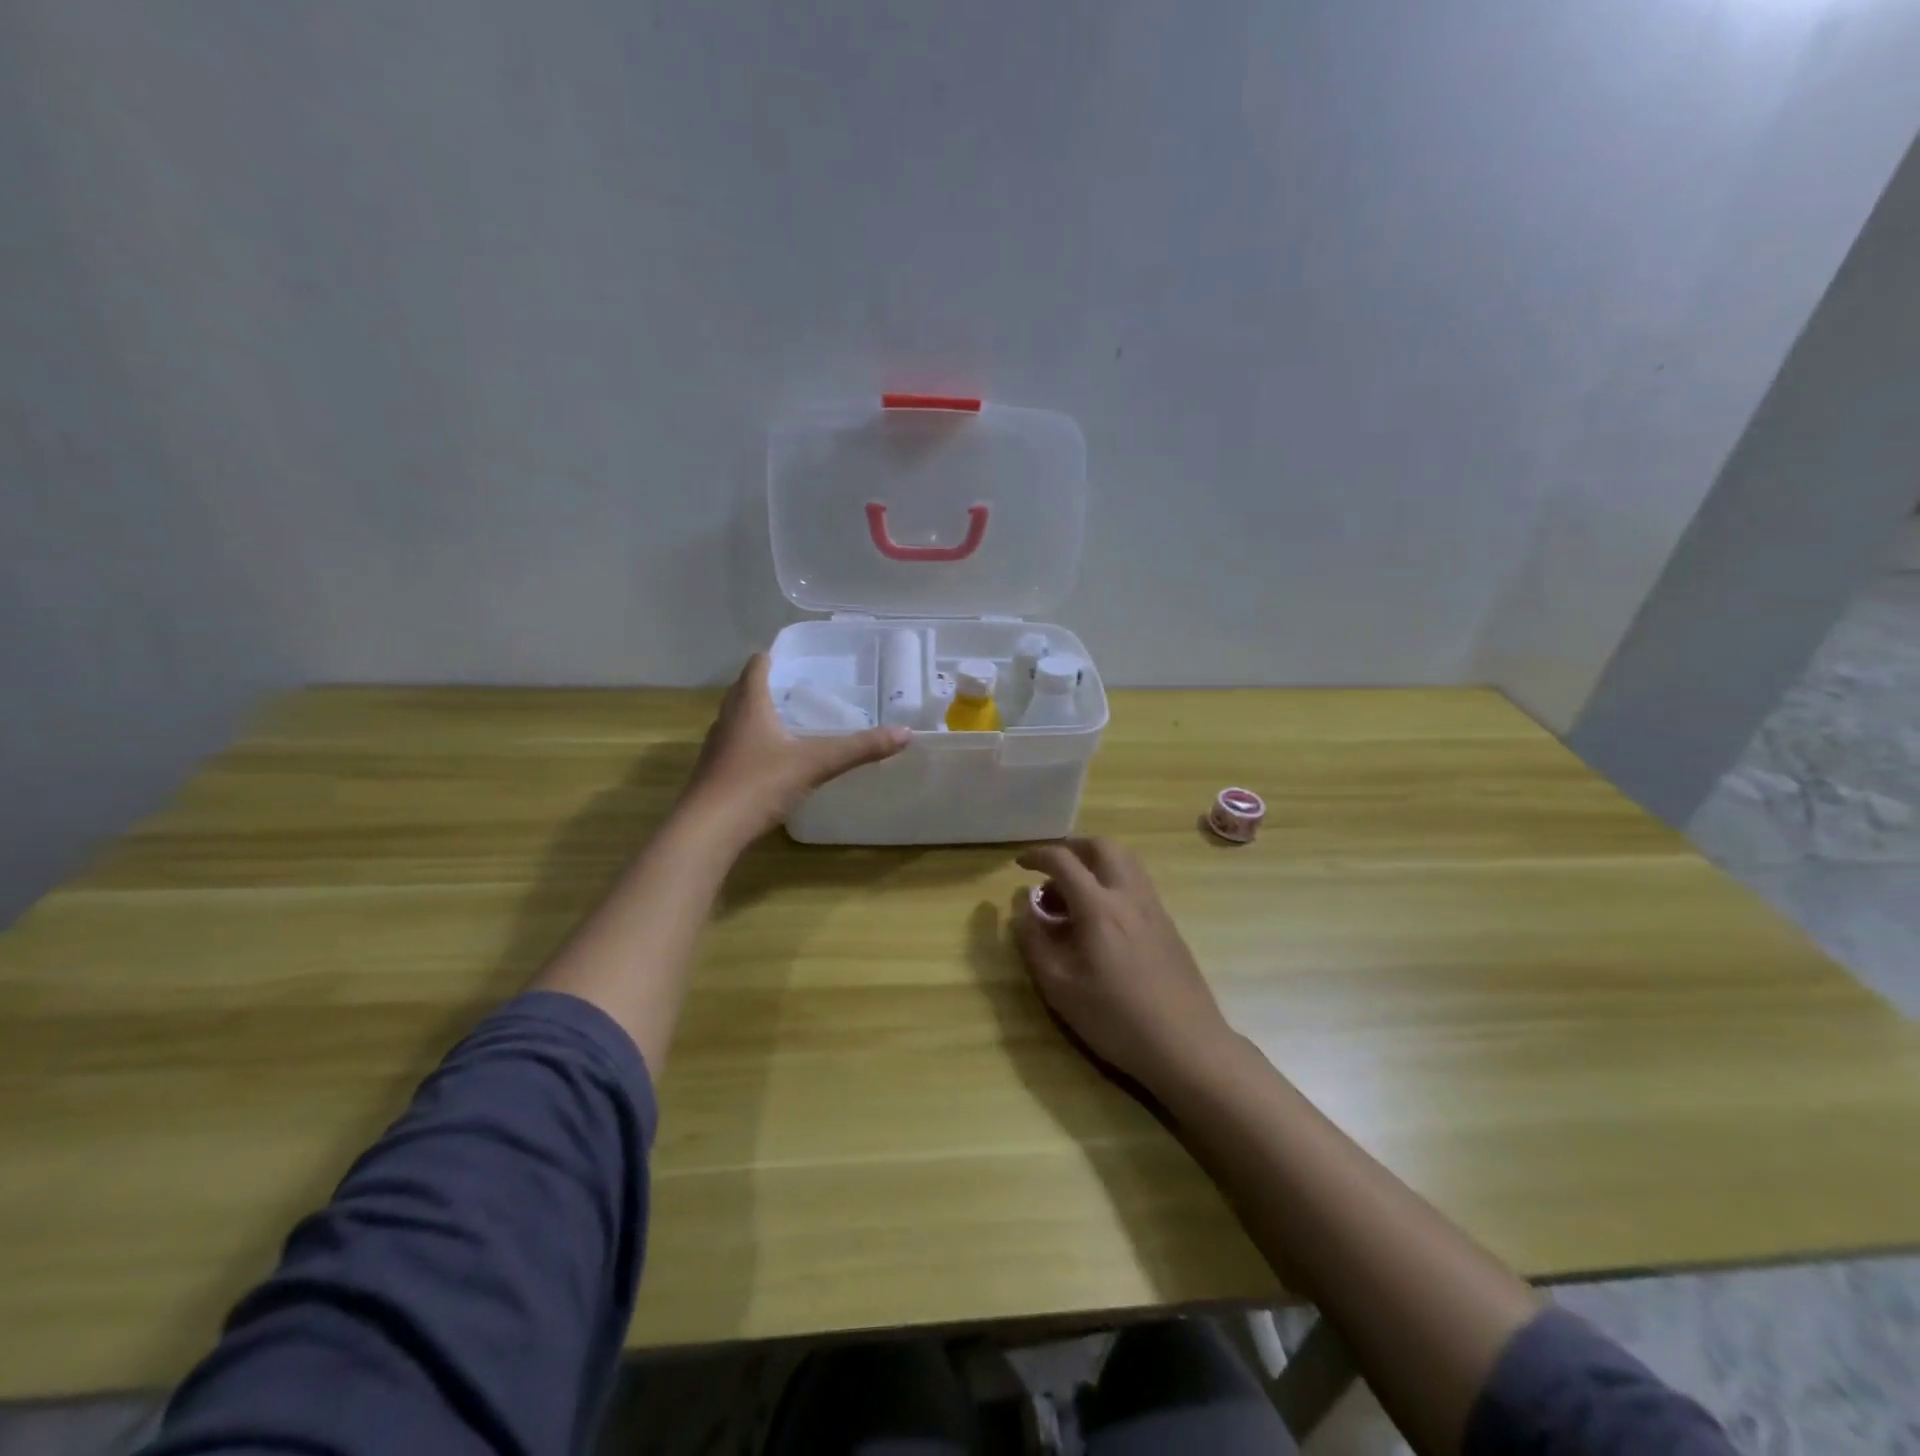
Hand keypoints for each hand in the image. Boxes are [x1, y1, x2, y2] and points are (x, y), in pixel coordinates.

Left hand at [680, 654, 909, 847]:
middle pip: (743, 690)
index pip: (757, 666)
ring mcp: (716, 747)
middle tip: (799, 689)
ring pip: (737, 719)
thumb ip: (859, 749)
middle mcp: (728, 719)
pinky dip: (751, 744)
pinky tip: (770, 761)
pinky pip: (734, 746)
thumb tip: (906, 733)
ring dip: (757, 715)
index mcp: (750, 705)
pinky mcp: (712, 774)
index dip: (773, 657)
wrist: (708, 830)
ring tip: (787, 722)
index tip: (795, 658)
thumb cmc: (759, 784)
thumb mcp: (816, 763)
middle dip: (767, 685)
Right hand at [1012, 838, 1237, 1097]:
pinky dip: (1113, 880)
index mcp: (1099, 907)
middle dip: (1072, 848)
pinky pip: (1137, 882)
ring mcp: (1154, 907)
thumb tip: (1023, 910)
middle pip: (1102, 846)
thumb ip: (1035, 942)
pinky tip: (1102, 916)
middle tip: (1051, 869)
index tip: (1019, 864)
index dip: (1037, 855)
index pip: (1064, 861)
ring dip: (1095, 861)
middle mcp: (1129, 895)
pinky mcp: (1168, 924)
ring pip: (1125, 860)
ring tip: (1075, 892)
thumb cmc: (1116, 1019)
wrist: (1186, 1045)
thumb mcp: (1059, 987)